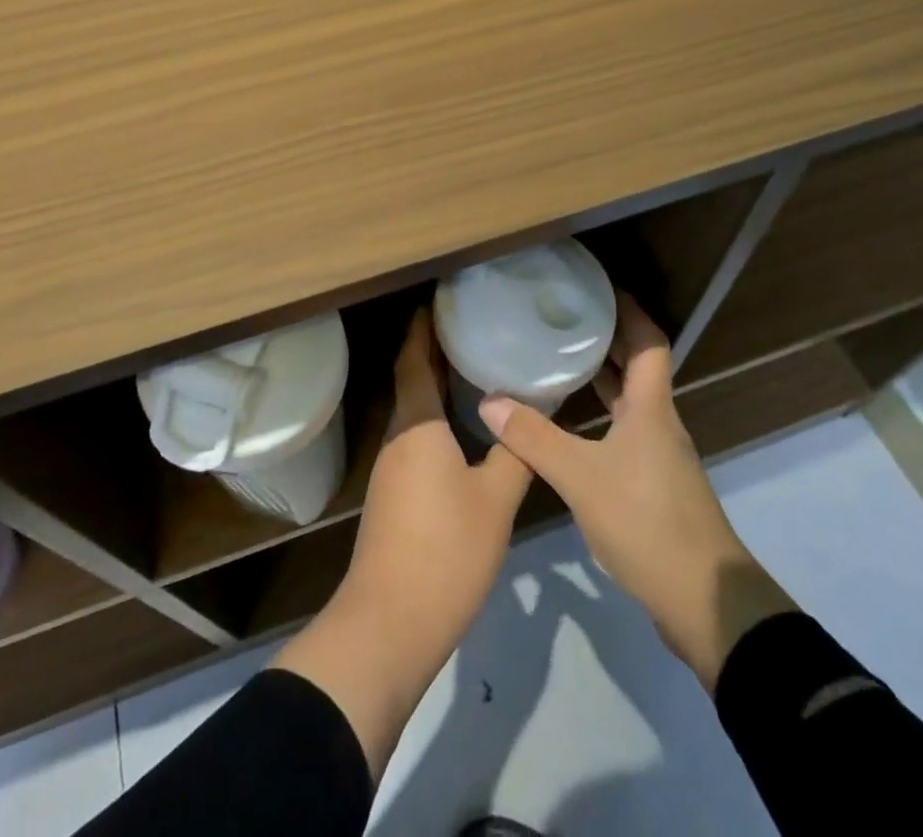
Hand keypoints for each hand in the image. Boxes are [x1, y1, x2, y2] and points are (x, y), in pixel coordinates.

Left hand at [274, 308, 531, 774]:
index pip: (414, 359)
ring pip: (414, 410)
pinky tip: (464, 429)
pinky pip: (415, 437)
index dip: (424, 327)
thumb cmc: (445, 550)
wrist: (390, 622)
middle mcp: (398, 436)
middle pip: (412, 379)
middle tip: (472, 326)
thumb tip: (532, 413)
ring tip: (475, 368)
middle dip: (435, 350)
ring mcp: (391, 467)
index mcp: (417, 424)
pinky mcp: (394, 494)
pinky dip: (436, 418)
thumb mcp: (495, 500)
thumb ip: (515, 453)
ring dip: (436, 385)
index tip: (442, 300)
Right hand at [478, 292, 793, 690]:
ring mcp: (658, 456)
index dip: (628, 310)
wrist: (705, 603)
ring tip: (557, 360)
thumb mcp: (582, 478)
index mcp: (651, 408)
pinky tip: (566, 425)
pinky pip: (622, 431)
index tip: (598, 288)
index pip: (648, 341)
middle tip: (562, 318)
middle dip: (605, 339)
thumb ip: (534, 439)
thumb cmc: (648, 523)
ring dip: (600, 378)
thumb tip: (489, 400)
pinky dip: (597, 415)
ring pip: (629, 401)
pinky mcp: (653, 485)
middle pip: (637, 367)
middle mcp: (658, 423)